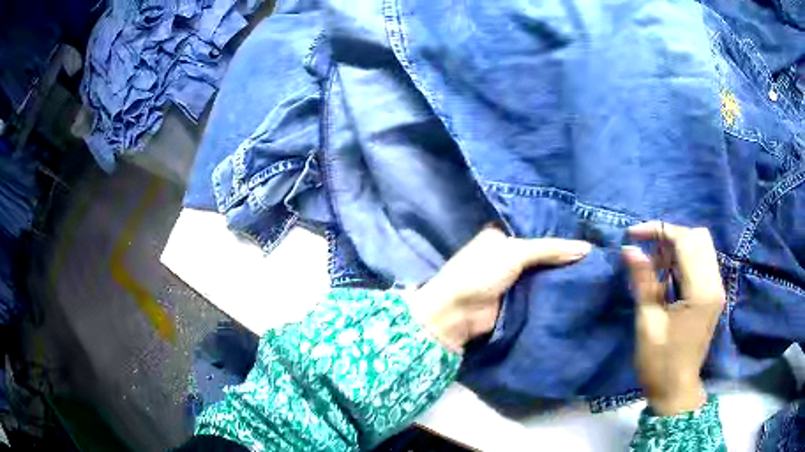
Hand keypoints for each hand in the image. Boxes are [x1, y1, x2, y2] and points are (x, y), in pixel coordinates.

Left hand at [408, 226, 591, 352]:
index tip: (586, 230)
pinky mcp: (518, 300)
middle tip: (596, 252)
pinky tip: (581, 286)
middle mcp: (508, 254)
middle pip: (542, 253)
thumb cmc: (480, 273)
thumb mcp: (515, 253)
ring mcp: (513, 278)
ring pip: (544, 273)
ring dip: (563, 273)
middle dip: (564, 254)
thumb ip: (550, 249)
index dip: (559, 231)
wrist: (458, 314)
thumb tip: (587, 249)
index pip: (536, 229)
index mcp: (501, 235)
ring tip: (596, 267)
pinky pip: (541, 292)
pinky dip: (556, 291)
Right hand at [623, 222, 725, 415]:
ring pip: (701, 247)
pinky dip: (684, 259)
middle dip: (670, 236)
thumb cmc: (659, 364)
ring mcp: (716, 289)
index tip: (633, 234)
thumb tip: (630, 249)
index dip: (659, 230)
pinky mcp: (713, 295)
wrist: (676, 391)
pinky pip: (702, 262)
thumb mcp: (648, 324)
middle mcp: (714, 284)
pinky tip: (667, 274)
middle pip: (698, 237)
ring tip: (654, 264)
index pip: (685, 241)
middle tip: (646, 250)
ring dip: (677, 246)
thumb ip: (643, 282)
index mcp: (701, 292)